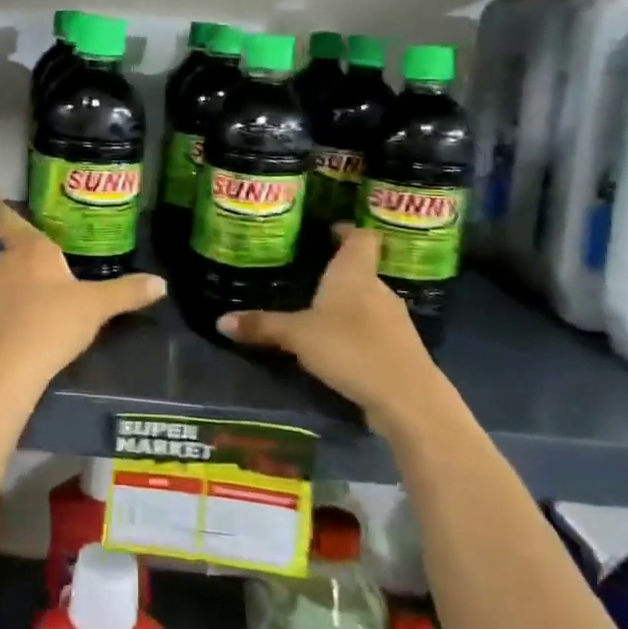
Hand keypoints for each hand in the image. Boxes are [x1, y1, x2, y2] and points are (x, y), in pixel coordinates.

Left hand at [0, 194, 166, 388]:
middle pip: (11, 258)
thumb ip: (127, 293)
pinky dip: (3, 325)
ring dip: (15, 296)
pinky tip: (20, 344)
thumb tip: (161, 283)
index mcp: (29, 251)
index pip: (9, 221)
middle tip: (48, 284)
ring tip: (39, 319)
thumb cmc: (51, 325)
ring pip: (0, 288)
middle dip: (26, 268)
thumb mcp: (95, 308)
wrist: (2, 372)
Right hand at [218, 224, 431, 416]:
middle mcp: (378, 289)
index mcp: (355, 273)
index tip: (329, 230)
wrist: (407, 398)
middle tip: (308, 274)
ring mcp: (394, 320)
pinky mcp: (400, 349)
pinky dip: (357, 331)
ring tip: (318, 311)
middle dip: (338, 271)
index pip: (361, 237)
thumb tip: (220, 321)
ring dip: (348, 304)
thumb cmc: (351, 348)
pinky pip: (374, 329)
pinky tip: (338, 346)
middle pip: (362, 269)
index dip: (347, 230)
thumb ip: (262, 326)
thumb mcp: (297, 336)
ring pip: (368, 301)